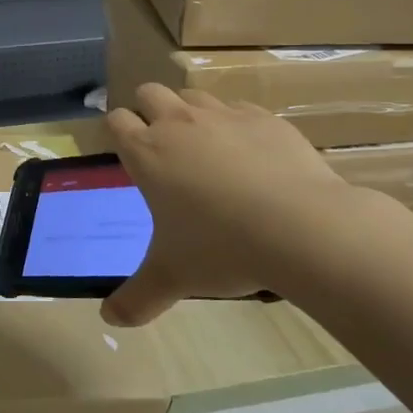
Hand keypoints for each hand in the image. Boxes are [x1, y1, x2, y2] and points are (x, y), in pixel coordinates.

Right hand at [100, 84, 371, 327]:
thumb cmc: (223, 248)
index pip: (116, 120)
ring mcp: (224, 115)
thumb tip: (109, 319)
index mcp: (148, 153)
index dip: (119, 132)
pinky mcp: (265, 118)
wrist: (302, 227)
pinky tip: (253, 158)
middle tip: (164, 148)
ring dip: (191, 113)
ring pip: (194, 95)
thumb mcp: (174, 277)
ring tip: (207, 150)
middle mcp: (180, 123)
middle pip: (150, 92)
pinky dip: (237, 125)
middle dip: (149, 111)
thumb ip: (137, 298)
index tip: (128, 153)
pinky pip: (240, 108)